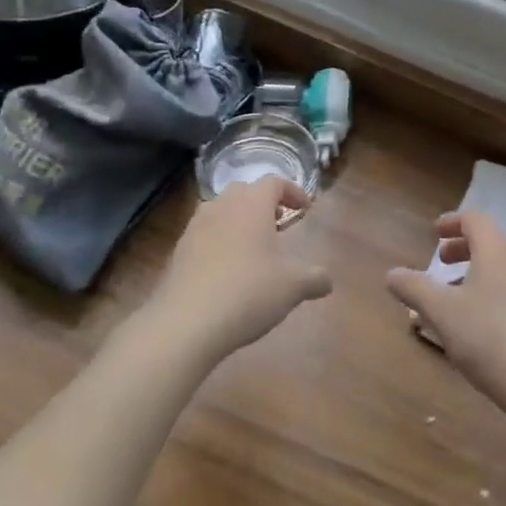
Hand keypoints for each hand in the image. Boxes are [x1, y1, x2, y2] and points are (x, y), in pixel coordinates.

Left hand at [152, 177, 331, 357]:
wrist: (185, 323)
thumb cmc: (248, 292)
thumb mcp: (292, 287)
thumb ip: (314, 278)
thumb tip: (327, 280)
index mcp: (252, 204)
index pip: (275, 182)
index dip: (293, 192)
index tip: (305, 208)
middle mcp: (222, 206)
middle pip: (245, 191)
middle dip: (264, 203)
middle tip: (279, 223)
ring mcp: (195, 227)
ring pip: (221, 211)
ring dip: (239, 220)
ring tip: (253, 246)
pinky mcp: (178, 251)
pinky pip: (204, 234)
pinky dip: (219, 241)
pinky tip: (227, 269)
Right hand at [387, 212, 505, 424]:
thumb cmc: (489, 339)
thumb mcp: (442, 313)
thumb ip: (414, 289)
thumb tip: (392, 274)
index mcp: (497, 251)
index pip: (475, 220)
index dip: (453, 222)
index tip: (435, 233)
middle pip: (491, 241)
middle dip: (463, 248)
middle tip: (442, 262)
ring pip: (503, 267)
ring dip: (478, 272)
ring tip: (456, 297)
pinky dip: (494, 290)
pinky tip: (482, 323)